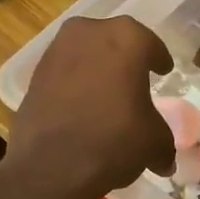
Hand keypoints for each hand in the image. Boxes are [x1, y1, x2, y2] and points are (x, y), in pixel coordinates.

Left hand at [5, 15, 174, 198]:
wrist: (51, 165)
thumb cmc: (114, 140)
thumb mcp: (153, 142)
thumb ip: (163, 142)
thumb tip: (164, 160)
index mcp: (127, 38)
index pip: (150, 45)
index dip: (159, 60)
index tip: (163, 70)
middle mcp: (90, 32)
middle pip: (115, 42)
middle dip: (125, 59)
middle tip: (135, 79)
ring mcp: (57, 50)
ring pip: (86, 54)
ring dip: (97, 69)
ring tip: (107, 95)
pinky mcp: (35, 74)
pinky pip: (65, 73)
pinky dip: (75, 84)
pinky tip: (82, 106)